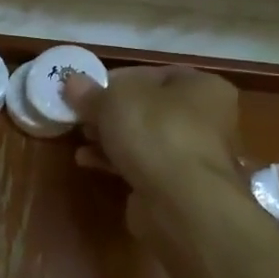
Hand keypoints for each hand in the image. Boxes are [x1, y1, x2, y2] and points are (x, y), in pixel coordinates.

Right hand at [63, 66, 243, 227]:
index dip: (117, 79)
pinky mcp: (178, 186)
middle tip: (81, 115)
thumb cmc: (156, 133)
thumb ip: (91, 92)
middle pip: (148, 108)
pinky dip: (116, 161)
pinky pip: (142, 165)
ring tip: (80, 137)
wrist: (181, 203)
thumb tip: (72, 81)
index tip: (87, 89)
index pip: (153, 74)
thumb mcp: (114, 101)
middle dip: (111, 112)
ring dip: (110, 137)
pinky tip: (87, 160)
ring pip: (144, 138)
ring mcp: (193, 155)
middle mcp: (206, 118)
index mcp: (202, 87)